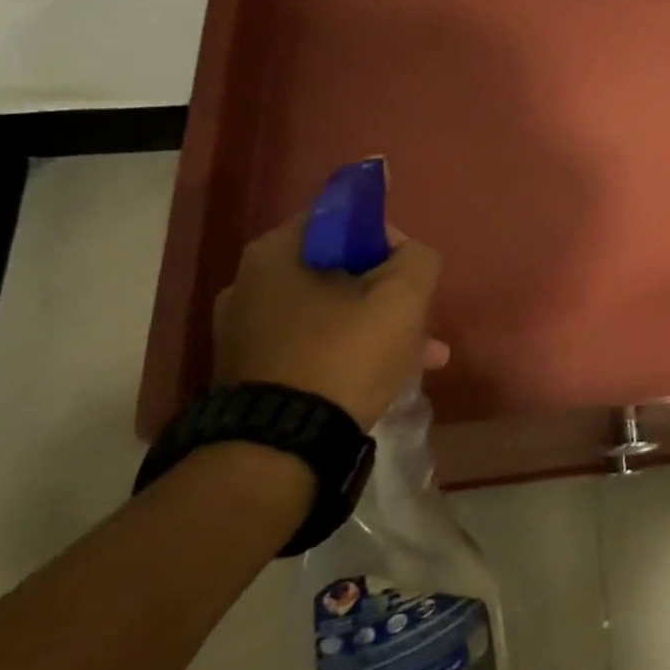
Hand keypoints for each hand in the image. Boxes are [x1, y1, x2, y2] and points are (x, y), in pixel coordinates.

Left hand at [211, 215, 449, 430]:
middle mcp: (249, 286)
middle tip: (420, 315)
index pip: (340, 218)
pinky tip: (391, 376)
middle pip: (339, 269)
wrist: (280, 451)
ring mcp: (245, 334)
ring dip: (378, 326)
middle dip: (388, 290)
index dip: (384, 235)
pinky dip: (351, 353)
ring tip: (424, 355)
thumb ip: (418, 258)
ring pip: (331, 313)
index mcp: (275, 254)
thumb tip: (411, 256)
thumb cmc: (342, 355)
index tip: (410, 266)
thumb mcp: (402, 296)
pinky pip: (314, 347)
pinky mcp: (252, 375)